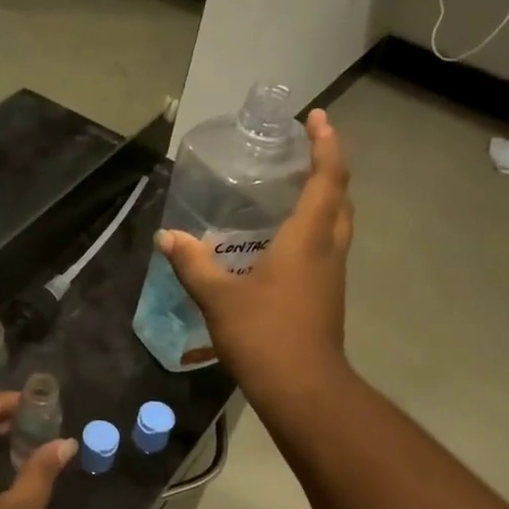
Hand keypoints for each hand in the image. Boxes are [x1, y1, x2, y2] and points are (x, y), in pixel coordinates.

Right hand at [156, 109, 351, 407]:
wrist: (303, 390)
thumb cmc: (264, 335)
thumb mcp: (218, 298)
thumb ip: (192, 264)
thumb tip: (168, 237)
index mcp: (308, 239)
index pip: (327, 178)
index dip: (326, 144)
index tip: (316, 118)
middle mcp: (328, 249)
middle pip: (340, 197)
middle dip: (328, 167)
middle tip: (303, 151)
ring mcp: (331, 275)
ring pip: (337, 223)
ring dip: (324, 198)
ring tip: (292, 188)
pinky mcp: (326, 296)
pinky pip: (326, 247)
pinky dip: (313, 228)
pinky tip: (281, 241)